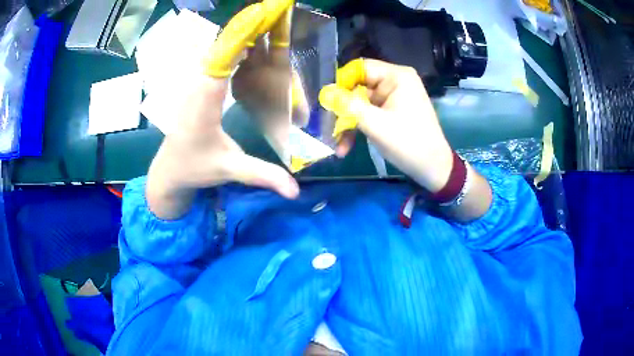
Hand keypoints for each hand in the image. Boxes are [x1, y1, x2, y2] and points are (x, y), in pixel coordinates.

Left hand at [147, 0, 297, 219]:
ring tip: (267, 22)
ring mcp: (196, 84)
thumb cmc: (195, 168)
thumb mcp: (229, 170)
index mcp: (204, 104)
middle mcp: (198, 87)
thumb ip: (262, 175)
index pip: (222, 62)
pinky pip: (216, 59)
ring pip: (217, 51)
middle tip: (273, 15)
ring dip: (241, 35)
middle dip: (247, 30)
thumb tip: (296, 191)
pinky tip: (251, 43)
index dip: (241, 40)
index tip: (261, 21)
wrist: (169, 170)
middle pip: (221, 48)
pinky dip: (234, 47)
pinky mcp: (198, 85)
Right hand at [319, 59, 452, 192]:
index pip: (360, 68)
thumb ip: (348, 105)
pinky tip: (345, 147)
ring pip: (360, 103)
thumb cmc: (408, 143)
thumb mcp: (375, 124)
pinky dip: (358, 127)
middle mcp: (394, 82)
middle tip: (325, 125)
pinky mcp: (390, 112)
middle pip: (358, 86)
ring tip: (336, 143)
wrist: (432, 169)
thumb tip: (324, 93)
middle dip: (342, 108)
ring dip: (347, 123)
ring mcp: (393, 98)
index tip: (325, 100)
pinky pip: (368, 114)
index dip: (341, 81)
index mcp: (396, 76)